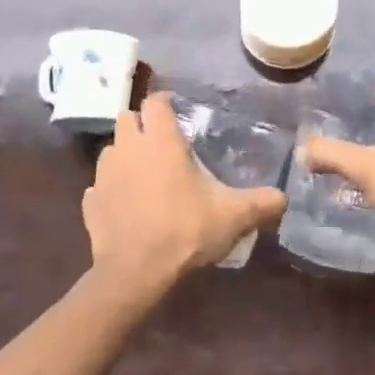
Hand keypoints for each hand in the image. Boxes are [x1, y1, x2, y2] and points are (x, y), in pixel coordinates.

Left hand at [83, 93, 287, 300]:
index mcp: (160, 141)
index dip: (165, 102)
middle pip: (127, 118)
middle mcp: (128, 148)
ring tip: (144, 173)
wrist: (136, 272)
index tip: (178, 111)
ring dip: (125, 154)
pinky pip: (99, 185)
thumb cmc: (185, 231)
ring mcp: (103, 175)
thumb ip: (261, 203)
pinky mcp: (90, 202)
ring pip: (111, 150)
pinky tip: (126, 204)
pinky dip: (111, 188)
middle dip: (142, 124)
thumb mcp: (233, 216)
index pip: (155, 102)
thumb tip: (284, 198)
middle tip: (162, 142)